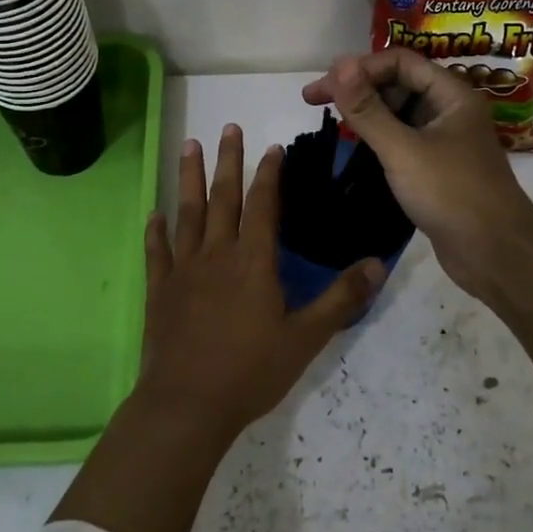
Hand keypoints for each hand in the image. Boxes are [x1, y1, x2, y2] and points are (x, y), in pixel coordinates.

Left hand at [138, 124, 385, 440]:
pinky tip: (154, 214)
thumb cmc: (250, 371)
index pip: (263, 206)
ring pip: (188, 214)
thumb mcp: (306, 338)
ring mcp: (184, 270)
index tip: (270, 147)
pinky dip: (156, 231)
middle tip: (227, 128)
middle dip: (227, 161)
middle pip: (223, 198)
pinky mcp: (160, 290)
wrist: (188, 403)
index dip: (268, 175)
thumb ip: (341, 299)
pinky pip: (157, 251)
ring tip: (189, 147)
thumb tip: (378, 263)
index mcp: (253, 262)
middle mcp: (217, 255)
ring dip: (189, 179)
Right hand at [302, 51, 532, 302]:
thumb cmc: (451, 194)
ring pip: (400, 112)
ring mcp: (446, 140)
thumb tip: (339, 64)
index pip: (399, 62)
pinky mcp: (439, 167)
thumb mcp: (402, 149)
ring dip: (367, 112)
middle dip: (359, 88)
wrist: (496, 254)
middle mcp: (451, 110)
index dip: (359, 69)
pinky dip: (379, 137)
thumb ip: (368, 109)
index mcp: (452, 95)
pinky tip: (357, 147)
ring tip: (333, 122)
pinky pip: (404, 139)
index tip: (321, 88)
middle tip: (316, 103)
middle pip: (399, 83)